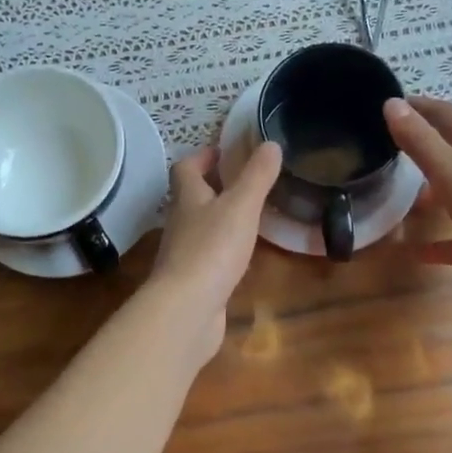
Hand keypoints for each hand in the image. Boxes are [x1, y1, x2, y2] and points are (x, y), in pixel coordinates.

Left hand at [145, 141, 281, 360]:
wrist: (187, 309)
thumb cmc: (212, 249)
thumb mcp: (241, 206)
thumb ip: (257, 176)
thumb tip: (270, 143)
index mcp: (188, 198)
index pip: (186, 168)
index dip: (202, 156)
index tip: (223, 151)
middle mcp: (180, 222)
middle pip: (191, 197)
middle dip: (213, 186)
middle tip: (243, 181)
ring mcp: (184, 254)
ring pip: (200, 227)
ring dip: (218, 218)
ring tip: (248, 215)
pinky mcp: (193, 281)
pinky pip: (207, 257)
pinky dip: (222, 250)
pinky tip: (241, 256)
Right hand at [384, 96, 451, 306]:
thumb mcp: (450, 170)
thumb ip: (420, 140)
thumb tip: (391, 102)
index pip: (447, 115)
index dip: (420, 106)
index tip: (391, 103)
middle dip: (426, 145)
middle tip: (390, 147)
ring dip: (433, 193)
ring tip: (403, 198)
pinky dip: (442, 243)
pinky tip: (418, 253)